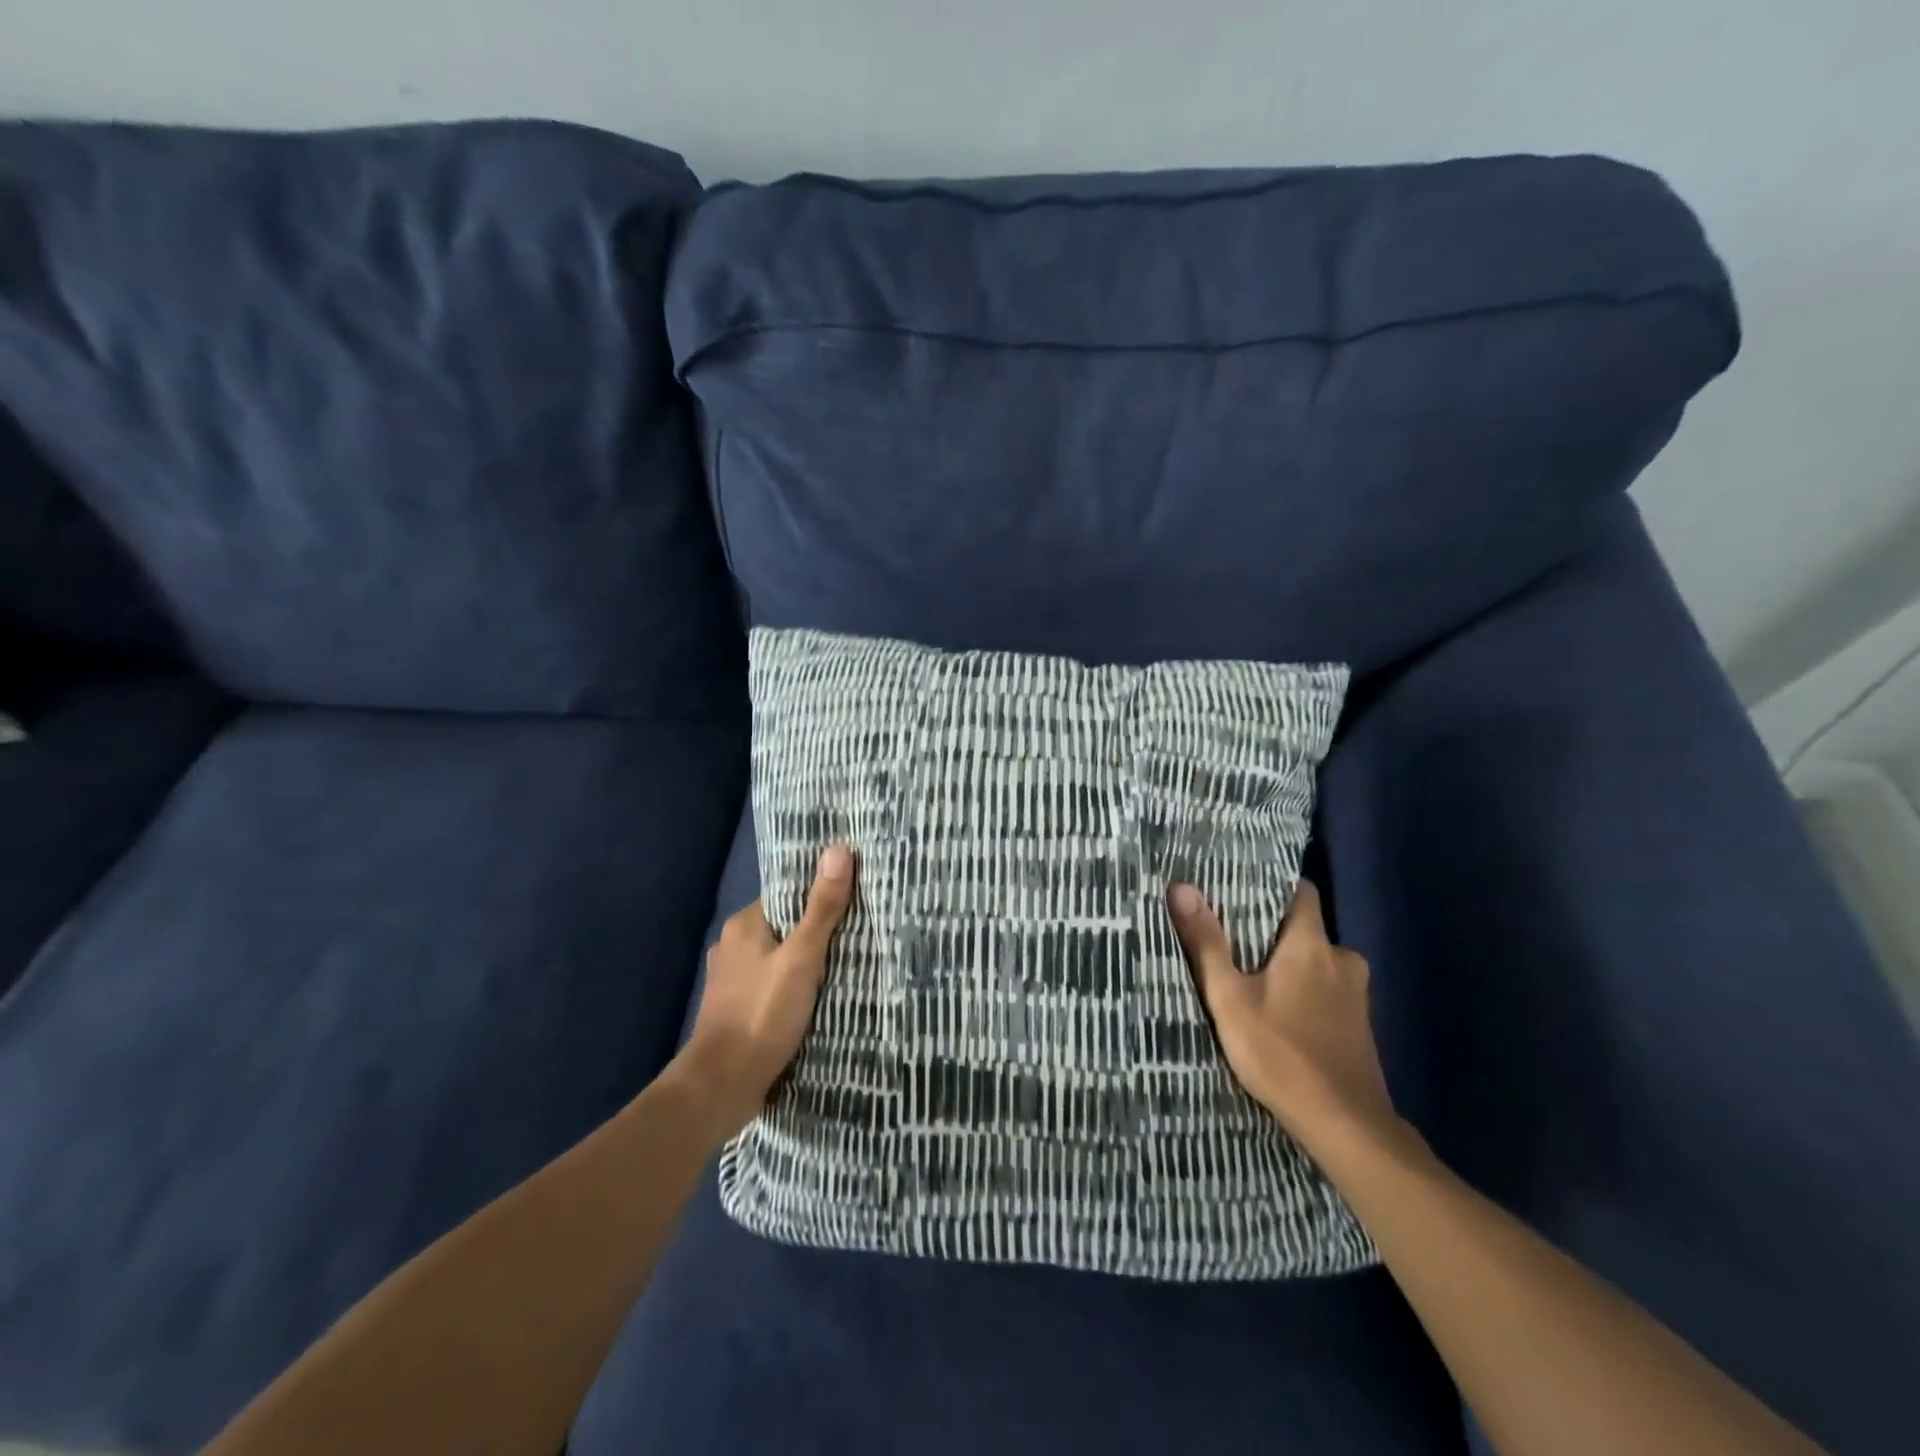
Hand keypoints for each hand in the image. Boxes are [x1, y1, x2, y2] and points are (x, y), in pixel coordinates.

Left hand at [675, 844, 855, 1133]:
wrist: (721, 1087)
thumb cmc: (762, 1014)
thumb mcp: (802, 958)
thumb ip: (822, 907)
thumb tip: (838, 848)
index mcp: (744, 924)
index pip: (788, 895)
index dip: (820, 894)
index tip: (857, 897)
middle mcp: (733, 946)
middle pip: (785, 926)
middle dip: (818, 930)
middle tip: (862, 931)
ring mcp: (732, 980)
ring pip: (779, 957)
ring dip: (807, 961)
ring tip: (848, 962)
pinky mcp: (737, 1009)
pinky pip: (773, 984)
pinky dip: (794, 985)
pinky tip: (819, 996)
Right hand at [1168, 878, 1400, 1156]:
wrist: (1346, 1127)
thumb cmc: (1281, 1054)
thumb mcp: (1229, 999)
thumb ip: (1207, 943)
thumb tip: (1182, 887)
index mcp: (1312, 944)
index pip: (1301, 892)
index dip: (1273, 887)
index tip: (1241, 890)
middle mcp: (1343, 959)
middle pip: (1306, 929)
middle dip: (1273, 932)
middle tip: (1234, 939)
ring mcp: (1357, 994)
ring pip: (1318, 962)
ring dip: (1290, 965)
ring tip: (1252, 976)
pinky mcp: (1361, 1025)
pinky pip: (1329, 990)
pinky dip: (1306, 992)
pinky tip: (1281, 1012)